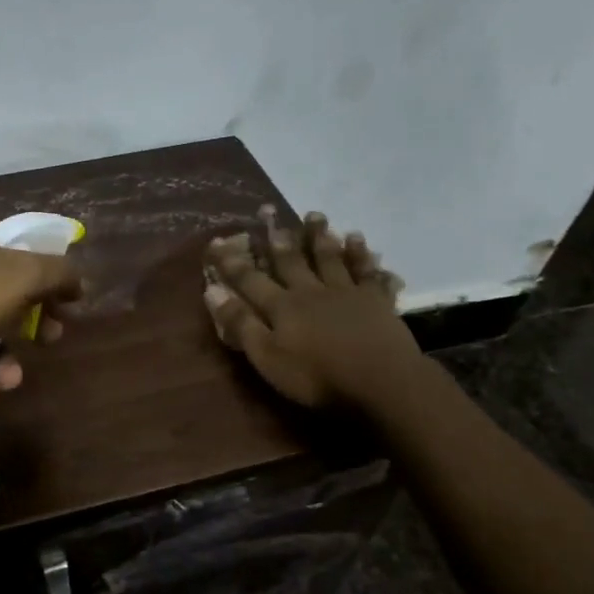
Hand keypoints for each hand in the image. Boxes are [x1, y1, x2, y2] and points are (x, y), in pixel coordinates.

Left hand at [0, 214, 81, 406]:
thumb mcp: (20, 277)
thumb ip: (58, 273)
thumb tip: (79, 280)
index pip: (24, 246)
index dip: (51, 274)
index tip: (69, 304)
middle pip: (8, 291)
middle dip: (32, 323)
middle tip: (51, 341)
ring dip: (5, 360)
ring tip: (7, 381)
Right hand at [204, 208, 420, 407]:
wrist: (381, 381)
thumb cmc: (317, 376)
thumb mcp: (267, 357)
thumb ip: (241, 325)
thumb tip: (212, 291)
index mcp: (282, 307)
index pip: (250, 280)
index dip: (232, 263)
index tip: (217, 242)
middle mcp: (311, 292)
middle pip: (292, 261)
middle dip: (278, 239)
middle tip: (270, 213)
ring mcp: (346, 293)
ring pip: (329, 258)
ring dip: (320, 237)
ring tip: (314, 215)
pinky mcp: (376, 301)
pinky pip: (367, 272)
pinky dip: (362, 255)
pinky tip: (359, 240)